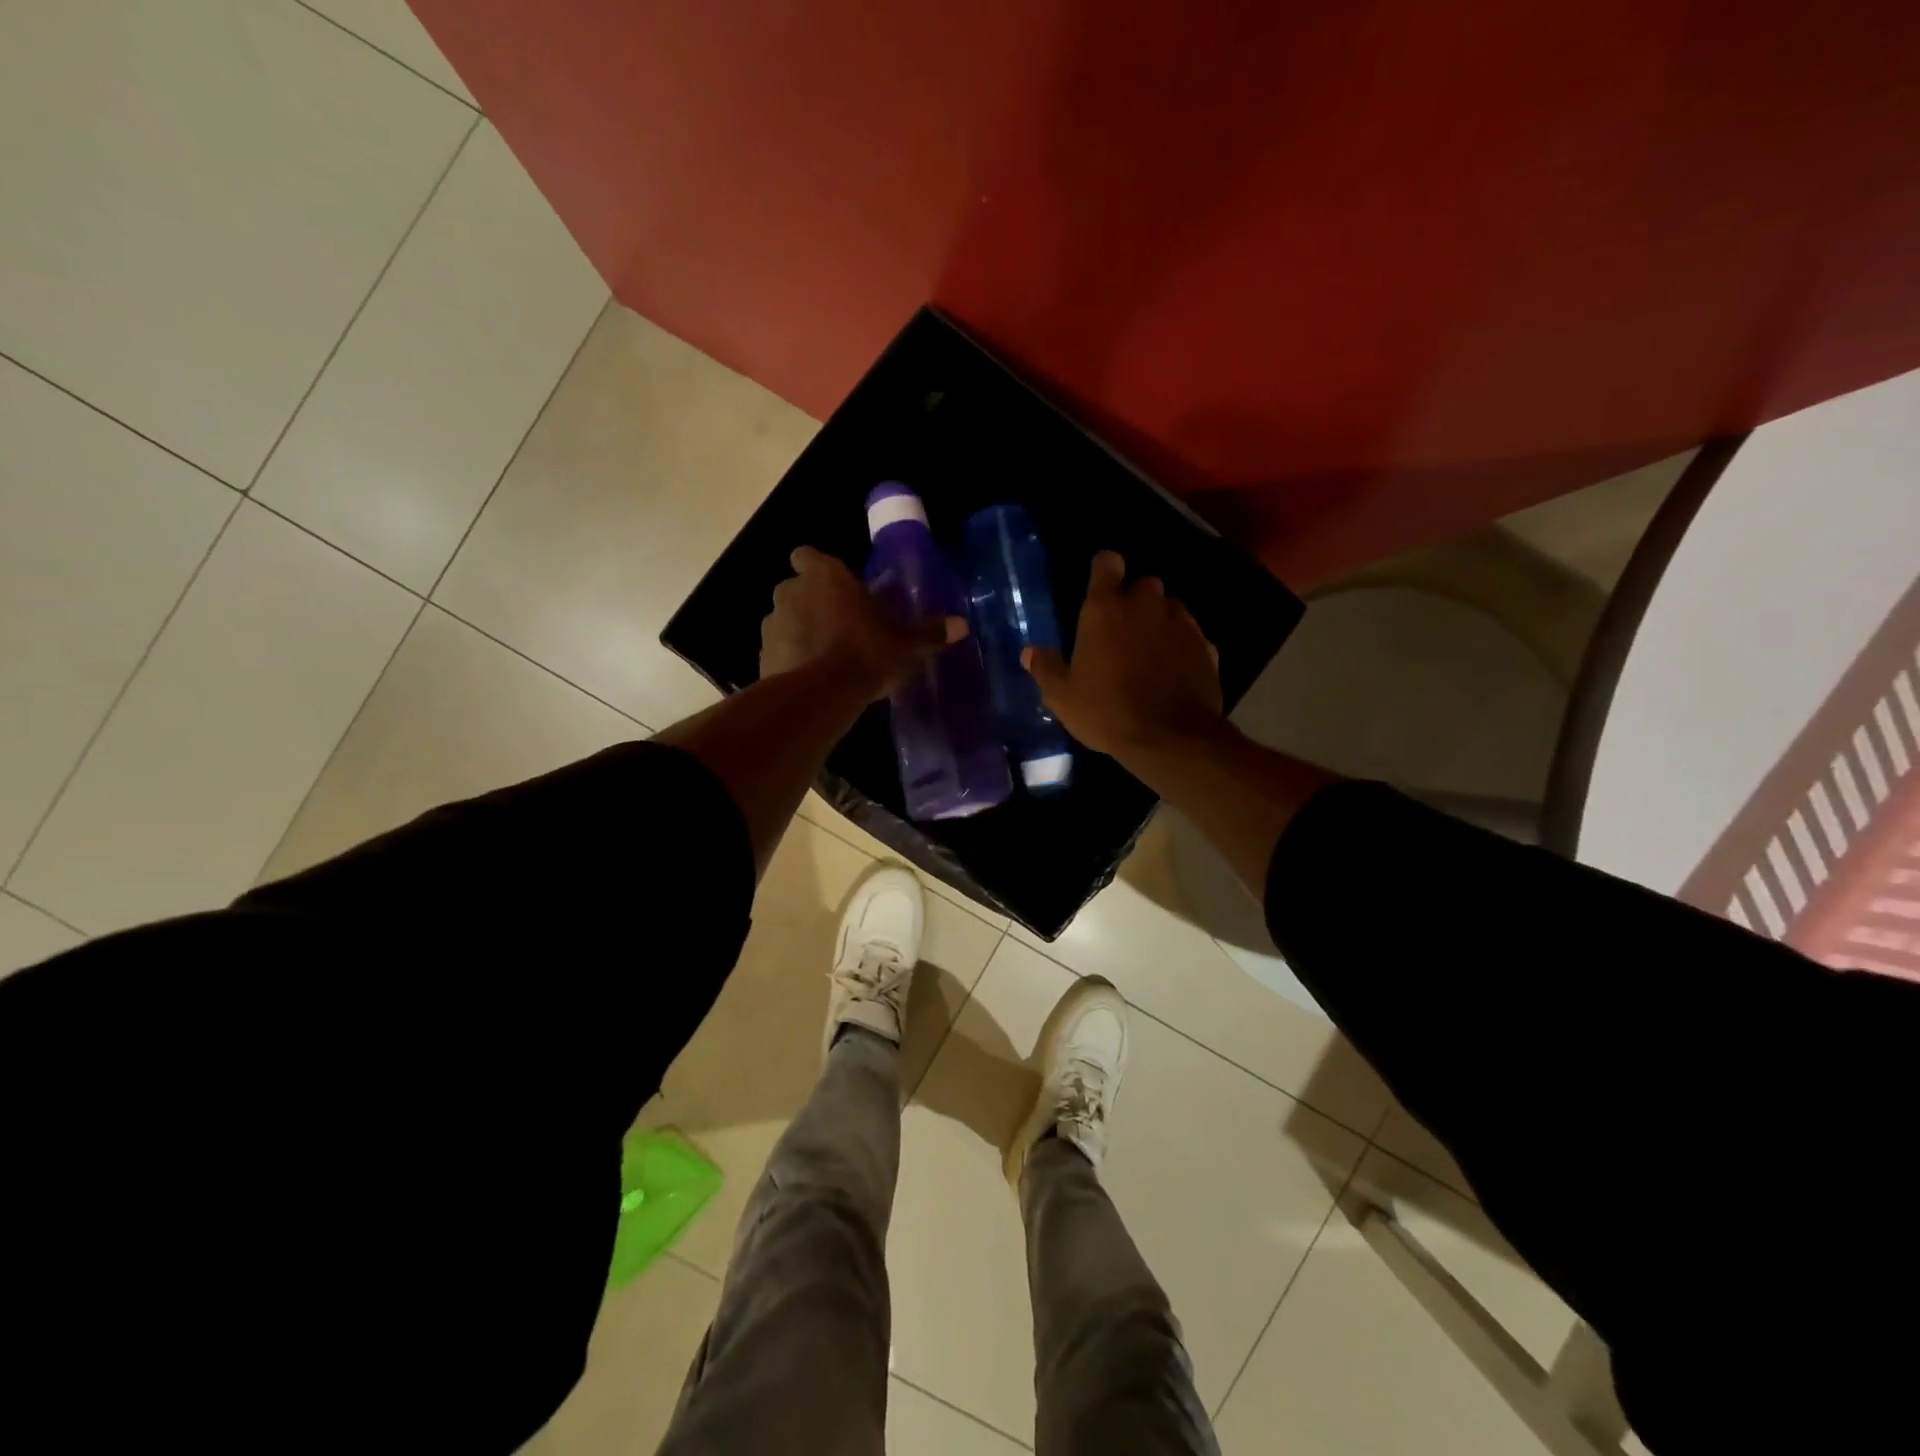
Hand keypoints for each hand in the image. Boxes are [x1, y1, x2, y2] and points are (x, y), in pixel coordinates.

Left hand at [761, 546, 965, 698]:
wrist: (820, 695)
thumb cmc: (865, 653)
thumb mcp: (904, 645)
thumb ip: (928, 633)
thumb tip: (962, 625)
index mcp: (825, 575)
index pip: (808, 555)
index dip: (819, 568)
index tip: (836, 586)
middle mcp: (791, 590)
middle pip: (797, 587)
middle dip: (812, 601)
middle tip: (839, 623)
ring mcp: (772, 623)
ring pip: (785, 618)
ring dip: (800, 630)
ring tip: (825, 655)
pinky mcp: (763, 654)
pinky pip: (778, 649)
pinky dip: (791, 657)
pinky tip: (811, 677)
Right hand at [1023, 551, 1223, 757]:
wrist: (1172, 738)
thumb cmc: (1108, 711)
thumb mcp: (1063, 697)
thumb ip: (1046, 668)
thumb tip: (1030, 652)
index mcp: (1106, 609)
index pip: (1107, 563)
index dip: (1103, 570)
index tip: (1099, 588)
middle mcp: (1146, 604)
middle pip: (1142, 584)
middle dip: (1133, 600)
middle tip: (1120, 632)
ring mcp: (1181, 623)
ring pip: (1169, 608)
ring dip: (1158, 621)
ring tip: (1147, 653)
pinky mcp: (1206, 646)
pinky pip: (1189, 635)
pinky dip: (1180, 646)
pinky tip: (1171, 672)